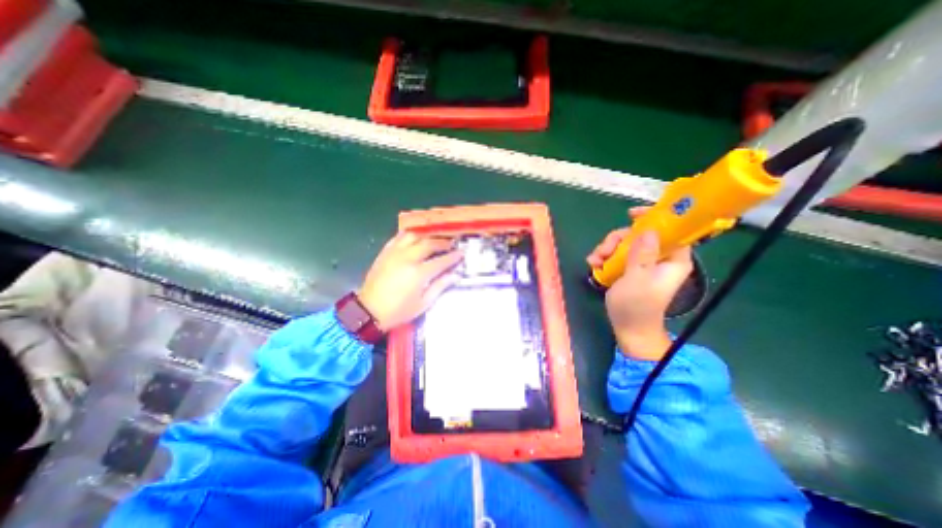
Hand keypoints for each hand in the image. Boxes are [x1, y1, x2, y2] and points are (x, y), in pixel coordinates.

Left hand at [358, 231, 462, 330]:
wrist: (368, 311)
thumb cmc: (398, 311)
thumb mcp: (423, 303)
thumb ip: (440, 286)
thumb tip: (455, 275)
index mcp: (419, 273)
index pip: (441, 260)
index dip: (454, 256)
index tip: (462, 253)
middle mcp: (408, 258)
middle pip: (429, 244)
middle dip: (443, 243)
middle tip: (451, 245)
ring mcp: (394, 253)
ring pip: (414, 236)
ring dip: (426, 236)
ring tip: (433, 240)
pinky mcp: (384, 253)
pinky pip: (398, 238)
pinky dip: (409, 236)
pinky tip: (414, 239)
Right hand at [587, 209, 688, 359]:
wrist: (628, 327)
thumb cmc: (636, 306)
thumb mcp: (637, 279)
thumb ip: (642, 255)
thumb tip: (648, 230)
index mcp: (673, 259)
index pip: (672, 229)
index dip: (654, 217)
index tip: (631, 214)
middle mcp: (660, 257)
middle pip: (640, 234)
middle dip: (618, 239)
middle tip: (603, 251)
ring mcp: (643, 262)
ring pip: (625, 243)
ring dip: (607, 249)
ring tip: (595, 261)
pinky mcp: (630, 268)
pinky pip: (617, 253)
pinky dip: (604, 257)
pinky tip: (594, 265)